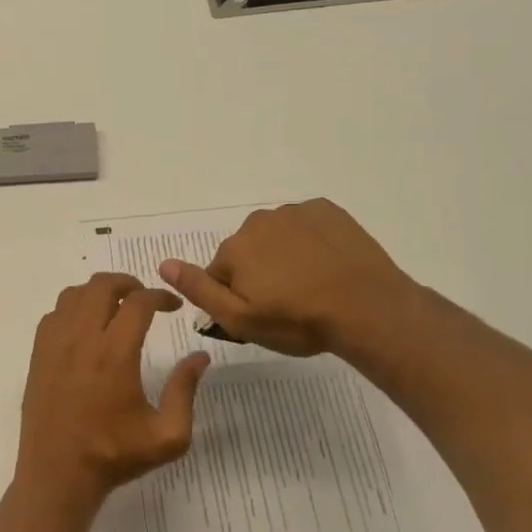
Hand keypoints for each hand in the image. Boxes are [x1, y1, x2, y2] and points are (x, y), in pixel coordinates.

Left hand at [16, 272, 209, 505]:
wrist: (58, 475)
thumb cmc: (114, 456)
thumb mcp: (168, 436)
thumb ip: (185, 391)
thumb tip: (199, 357)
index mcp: (115, 354)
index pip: (138, 303)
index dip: (160, 296)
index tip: (174, 306)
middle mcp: (81, 340)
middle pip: (101, 286)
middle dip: (127, 283)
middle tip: (144, 298)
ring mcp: (54, 345)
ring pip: (73, 295)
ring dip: (97, 292)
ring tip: (115, 307)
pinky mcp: (37, 356)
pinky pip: (54, 314)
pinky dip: (72, 308)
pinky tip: (85, 328)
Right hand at [160, 198, 417, 361]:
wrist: (368, 308)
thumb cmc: (298, 321)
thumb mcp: (240, 319)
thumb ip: (199, 290)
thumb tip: (164, 264)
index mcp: (235, 248)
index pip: (220, 273)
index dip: (236, 297)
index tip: (262, 314)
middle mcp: (258, 221)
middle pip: (247, 251)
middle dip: (259, 272)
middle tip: (287, 303)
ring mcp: (296, 212)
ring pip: (276, 237)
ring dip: (284, 256)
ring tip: (310, 286)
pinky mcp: (327, 210)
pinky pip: (306, 225)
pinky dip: (310, 241)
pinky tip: (327, 265)